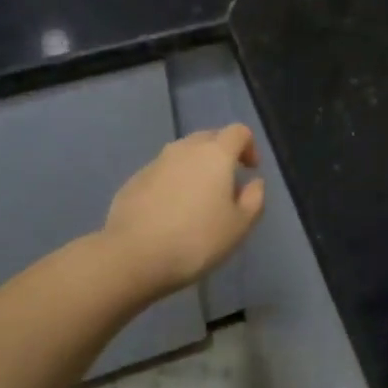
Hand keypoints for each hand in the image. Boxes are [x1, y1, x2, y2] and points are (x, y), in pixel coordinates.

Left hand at [103, 125, 265, 294]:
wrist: (132, 256)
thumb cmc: (196, 240)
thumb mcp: (239, 226)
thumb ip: (254, 199)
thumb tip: (254, 182)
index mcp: (215, 154)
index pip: (238, 132)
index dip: (249, 147)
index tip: (250, 171)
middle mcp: (184, 149)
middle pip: (209, 138)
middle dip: (221, 155)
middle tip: (226, 185)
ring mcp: (155, 162)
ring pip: (183, 155)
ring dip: (195, 169)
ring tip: (197, 202)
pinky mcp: (134, 180)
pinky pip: (162, 173)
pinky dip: (172, 183)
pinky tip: (170, 213)